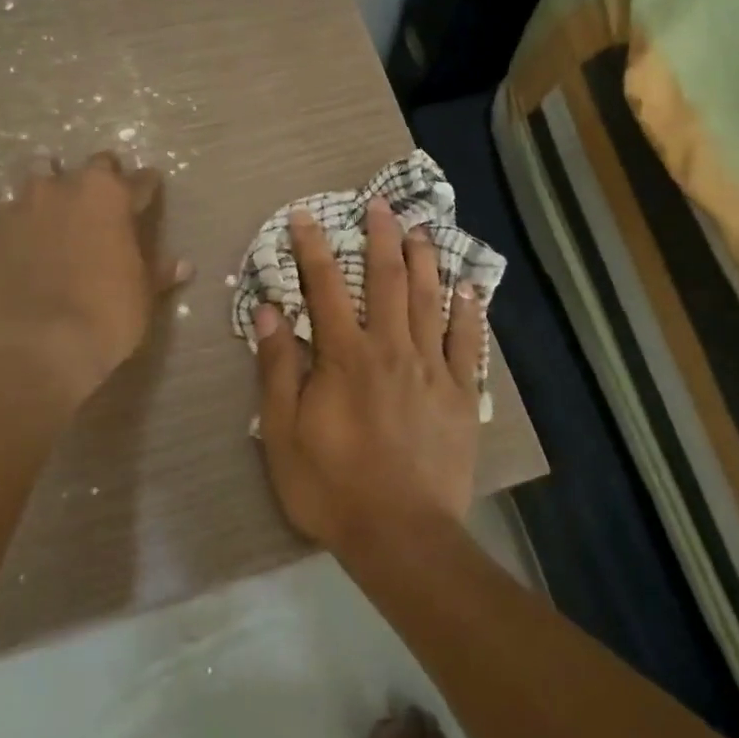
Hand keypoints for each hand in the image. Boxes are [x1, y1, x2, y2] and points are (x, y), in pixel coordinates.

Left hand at [0, 151, 188, 404]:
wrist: (37, 346)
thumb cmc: (104, 318)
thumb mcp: (142, 297)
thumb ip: (159, 273)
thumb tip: (184, 264)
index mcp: (114, 199)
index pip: (140, 181)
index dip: (147, 187)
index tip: (149, 190)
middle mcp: (69, 188)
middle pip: (92, 166)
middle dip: (100, 175)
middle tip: (102, 193)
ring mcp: (22, 203)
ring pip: (37, 171)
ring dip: (46, 174)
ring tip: (46, 178)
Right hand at [253, 195, 482, 552]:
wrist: (401, 534)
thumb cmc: (332, 486)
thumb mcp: (283, 434)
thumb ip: (277, 369)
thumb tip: (269, 312)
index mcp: (345, 357)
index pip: (325, 287)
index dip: (314, 247)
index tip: (306, 215)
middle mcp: (391, 349)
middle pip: (387, 280)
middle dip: (381, 237)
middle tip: (379, 204)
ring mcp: (431, 368)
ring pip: (429, 300)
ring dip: (424, 260)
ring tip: (422, 229)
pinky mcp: (460, 393)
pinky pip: (466, 341)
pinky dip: (468, 310)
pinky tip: (469, 287)